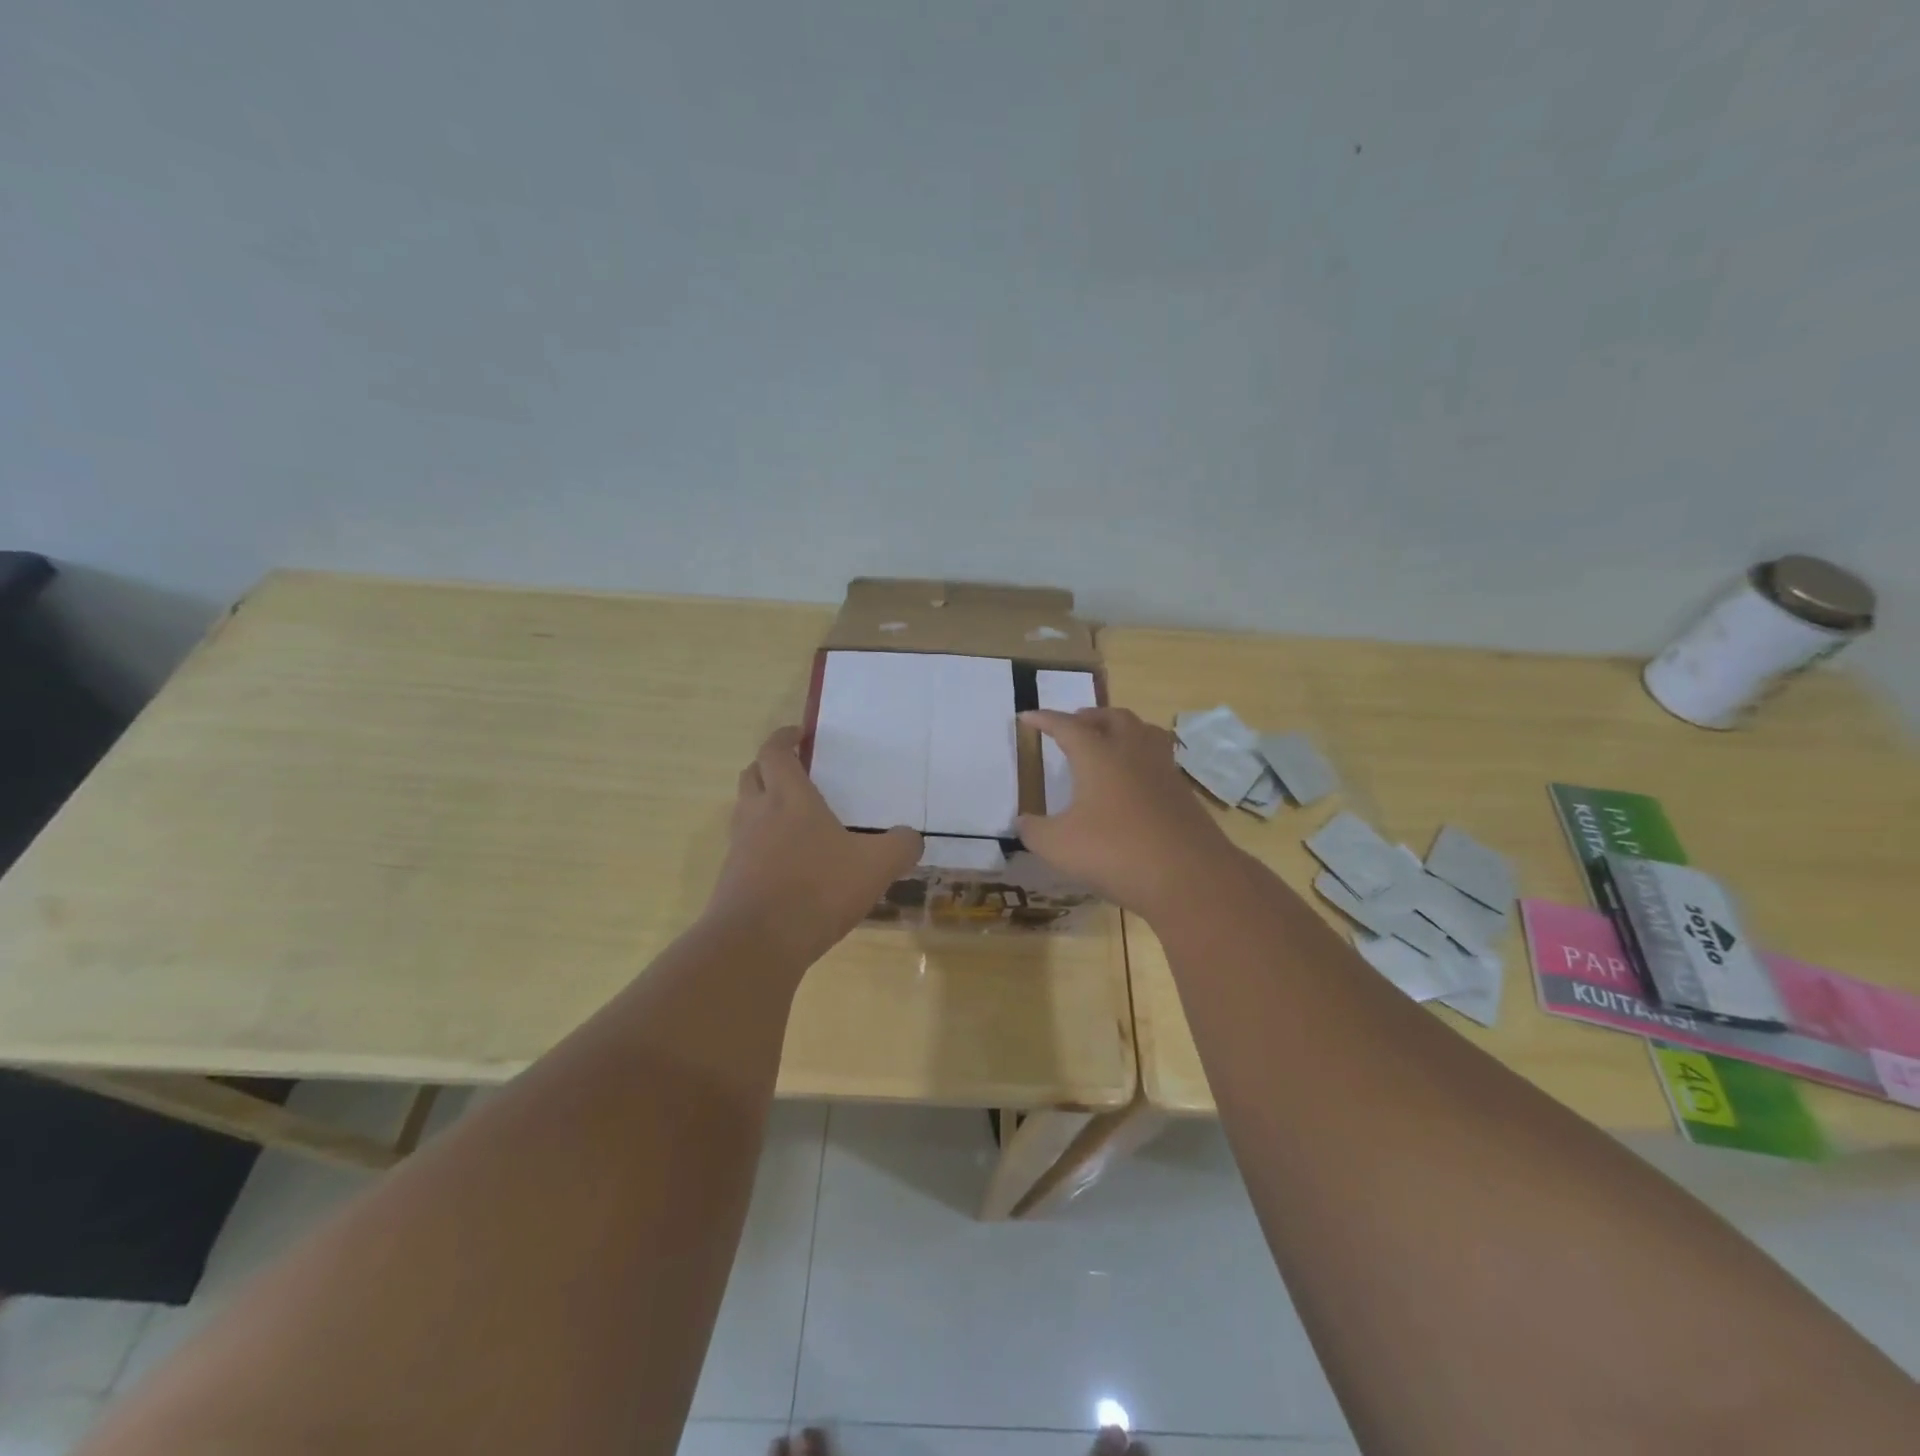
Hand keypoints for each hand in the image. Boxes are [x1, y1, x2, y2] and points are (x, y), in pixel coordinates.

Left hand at [704, 727, 922, 963]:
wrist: (756, 944)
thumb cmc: (818, 889)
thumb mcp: (876, 866)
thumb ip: (900, 847)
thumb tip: (910, 839)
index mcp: (789, 798)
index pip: (775, 752)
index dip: (784, 738)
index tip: (798, 734)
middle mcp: (757, 815)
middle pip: (751, 775)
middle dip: (769, 767)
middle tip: (794, 772)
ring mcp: (739, 848)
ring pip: (744, 812)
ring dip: (762, 806)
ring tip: (793, 820)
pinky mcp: (731, 880)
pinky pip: (745, 850)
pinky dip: (761, 846)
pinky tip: (788, 866)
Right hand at [1018, 707, 1241, 920]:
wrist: (1189, 876)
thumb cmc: (1115, 852)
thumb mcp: (1058, 846)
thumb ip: (1034, 831)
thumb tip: (1023, 822)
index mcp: (1098, 755)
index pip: (1067, 726)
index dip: (1045, 720)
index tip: (1028, 716)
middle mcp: (1132, 752)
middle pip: (1113, 718)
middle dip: (1090, 717)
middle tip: (1074, 724)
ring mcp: (1163, 771)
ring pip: (1144, 732)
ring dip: (1123, 729)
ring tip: (1110, 740)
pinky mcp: (1183, 793)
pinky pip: (1160, 759)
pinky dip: (1142, 757)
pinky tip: (1136, 780)